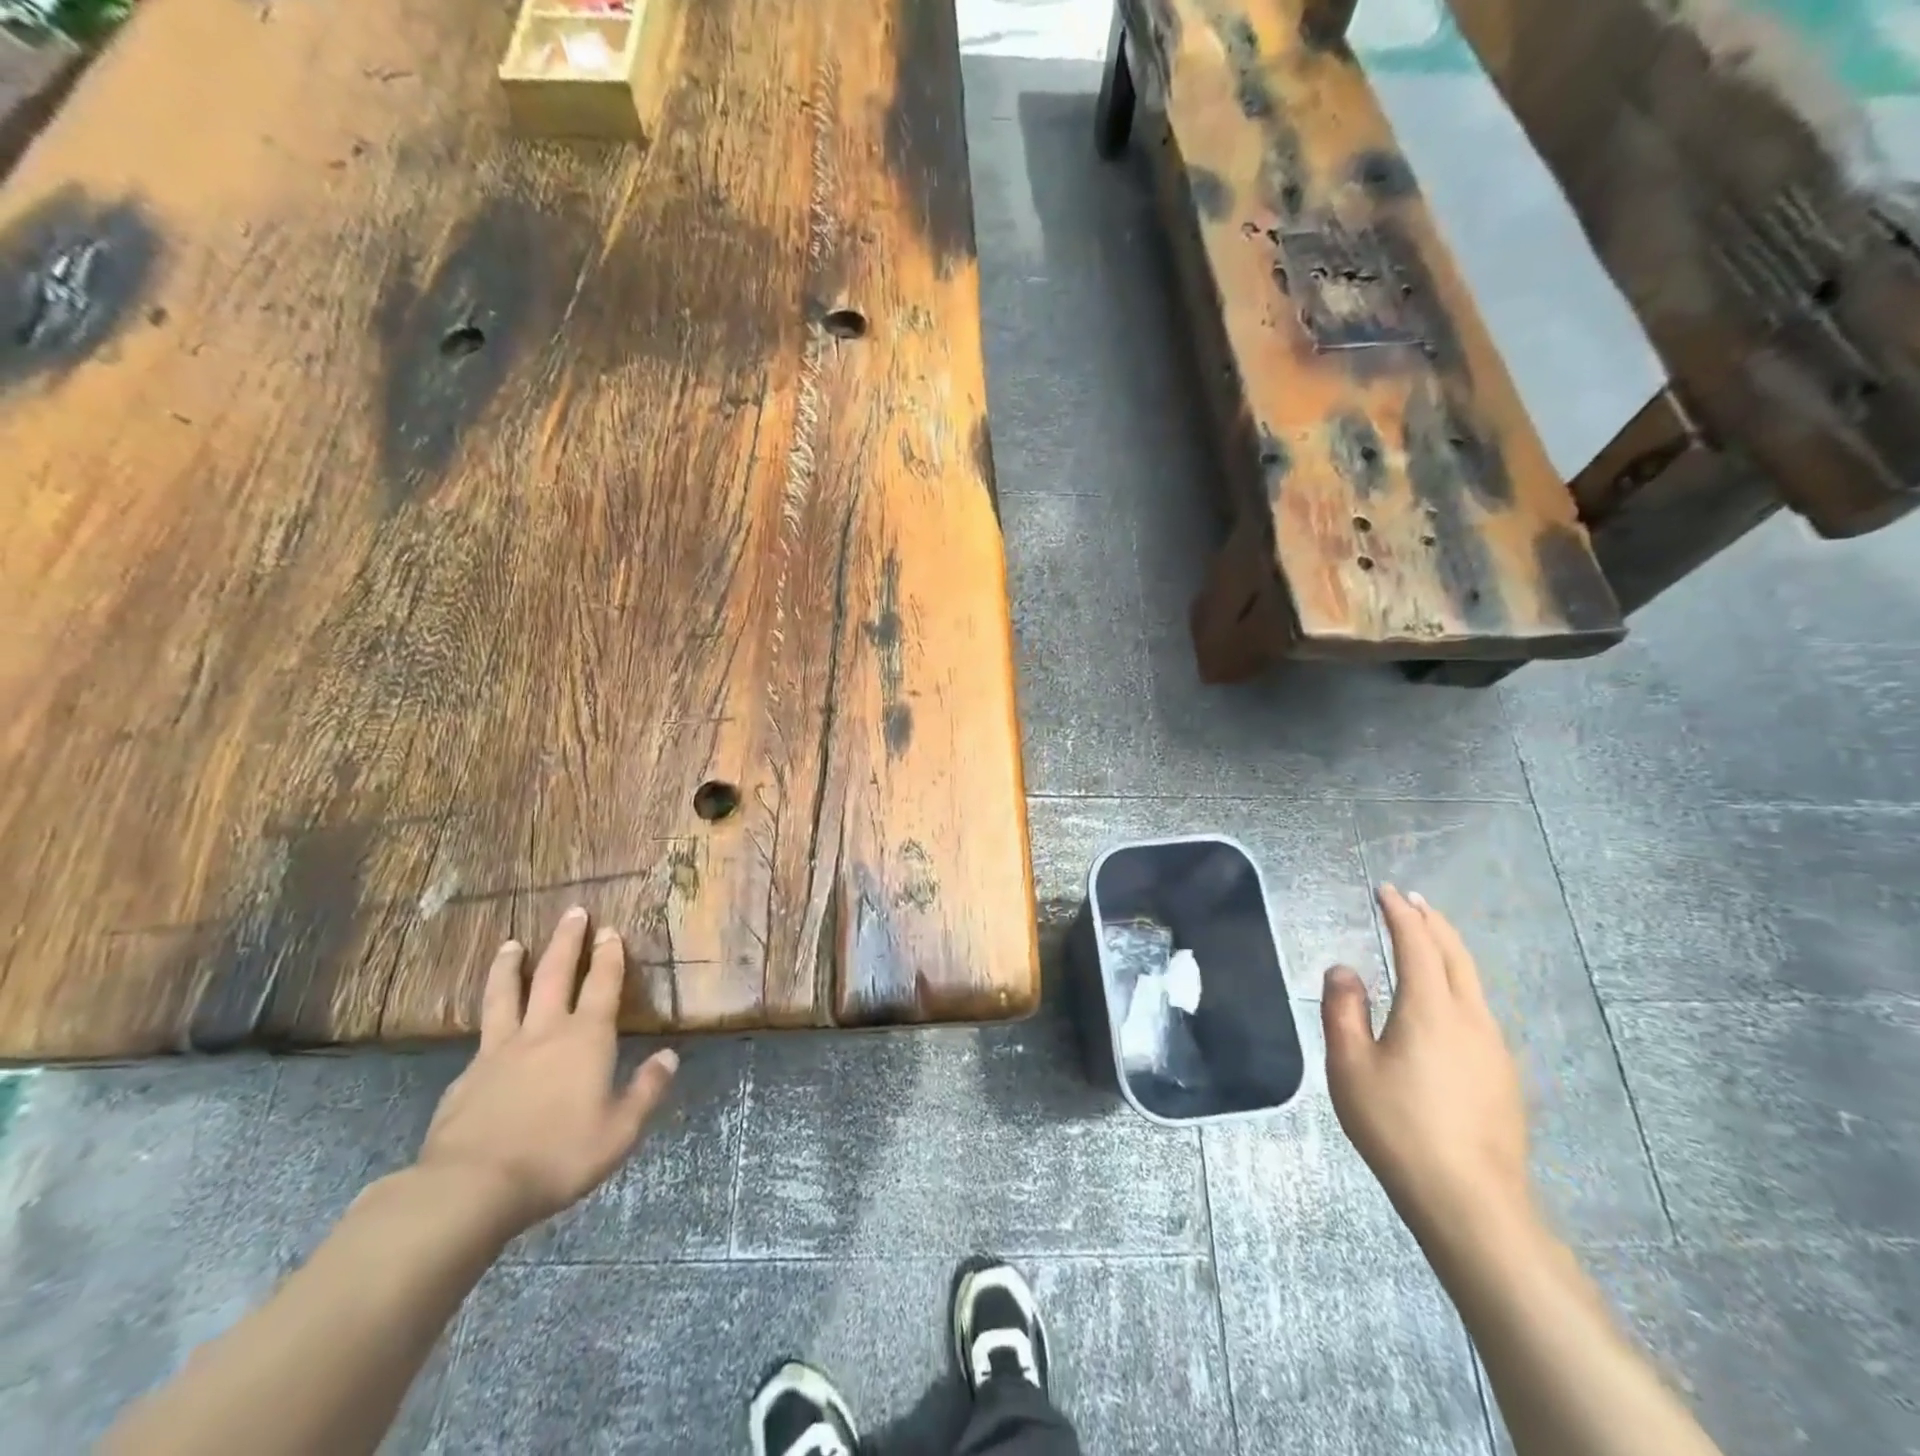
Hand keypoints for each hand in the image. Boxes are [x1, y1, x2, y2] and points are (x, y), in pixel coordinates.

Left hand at [415, 906, 678, 1235]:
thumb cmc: (558, 1156)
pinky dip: (489, 1019)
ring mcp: (500, 1051)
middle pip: (555, 973)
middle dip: (567, 941)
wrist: (471, 1187)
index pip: (602, 984)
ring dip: (512, 966)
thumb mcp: (620, 1132)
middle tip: (573, 912)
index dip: (609, 955)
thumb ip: (646, 1091)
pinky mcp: (467, 1076)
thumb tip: (669, 1057)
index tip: (610, 929)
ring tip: (511, 944)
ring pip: (507, 994)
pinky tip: (487, 1025)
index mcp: (586, 1039)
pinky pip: (482, 1035)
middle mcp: (544, 1032)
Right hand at [1322, 885, 1531, 1240]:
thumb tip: (1345, 970)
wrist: (1471, 1202)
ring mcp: (1493, 1048)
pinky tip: (1447, 1002)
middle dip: (1433, 922)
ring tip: (1429, 940)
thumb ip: (1343, 1010)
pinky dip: (1459, 983)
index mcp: (1430, 1008)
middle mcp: (1470, 1018)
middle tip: (1412, 901)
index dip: (1401, 913)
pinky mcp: (1503, 1076)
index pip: (1417, 944)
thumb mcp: (1349, 1066)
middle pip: (1456, 955)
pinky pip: (1479, 1010)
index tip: (1386, 891)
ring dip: (1450, 951)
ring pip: (1473, 982)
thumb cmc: (1398, 1127)